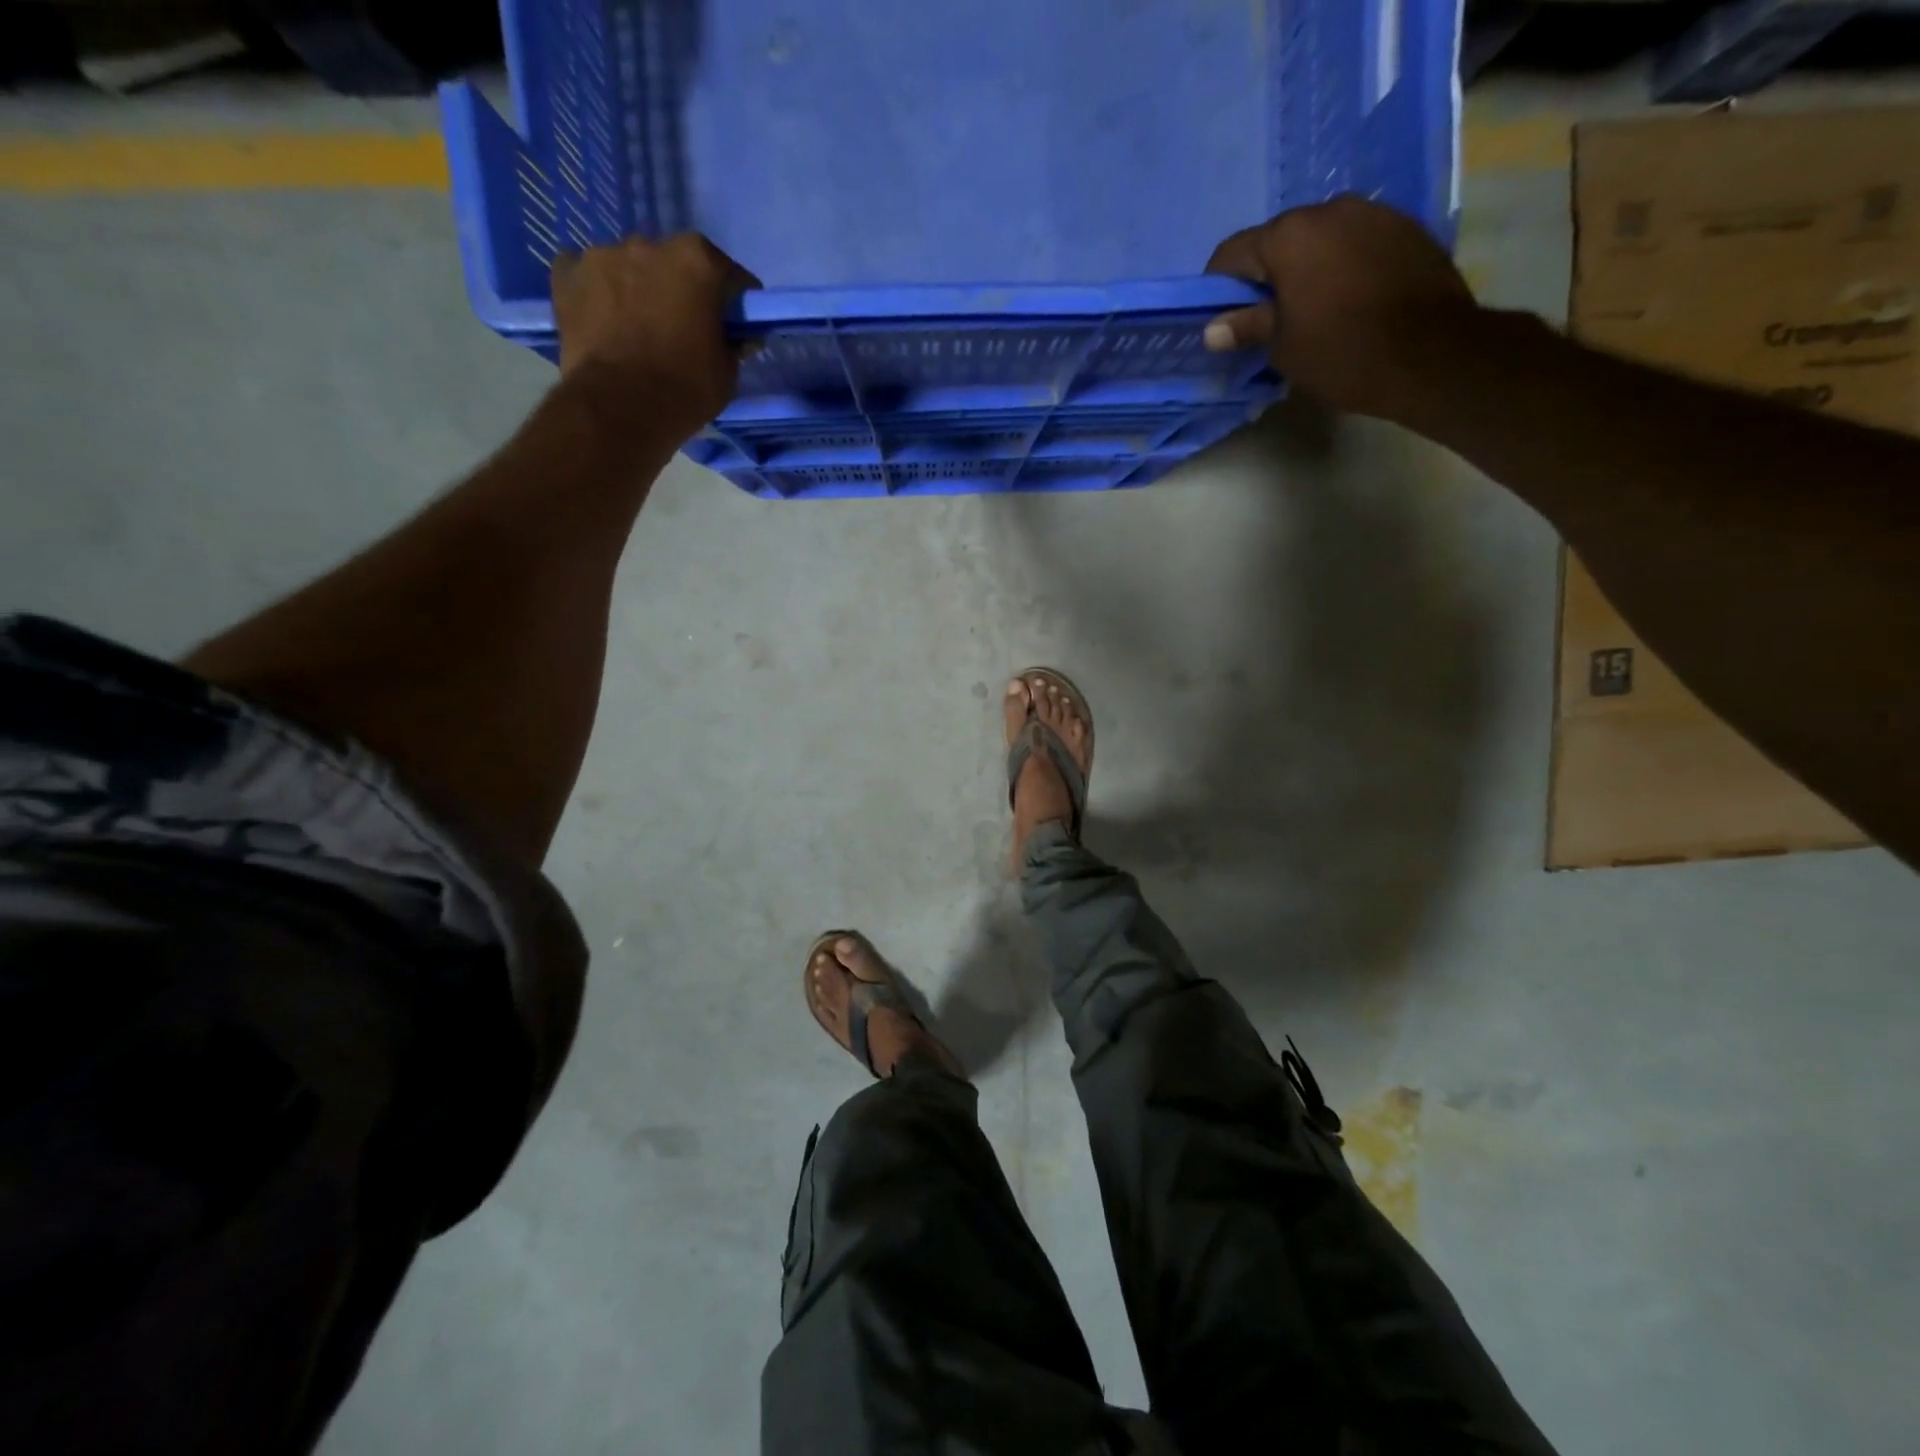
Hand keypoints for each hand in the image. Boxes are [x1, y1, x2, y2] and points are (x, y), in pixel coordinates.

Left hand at [552, 233, 760, 432]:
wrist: (617, 409)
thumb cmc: (684, 389)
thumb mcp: (727, 373)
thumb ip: (732, 343)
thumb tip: (736, 336)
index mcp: (697, 261)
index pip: (729, 275)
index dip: (735, 304)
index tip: (734, 327)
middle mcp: (649, 244)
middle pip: (675, 264)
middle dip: (683, 291)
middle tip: (684, 329)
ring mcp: (601, 255)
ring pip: (630, 268)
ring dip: (639, 290)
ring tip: (639, 329)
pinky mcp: (566, 275)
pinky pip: (588, 277)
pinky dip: (598, 294)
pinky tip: (604, 322)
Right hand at [1203, 196, 1477, 419]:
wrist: (1432, 354)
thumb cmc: (1342, 353)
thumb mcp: (1283, 347)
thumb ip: (1247, 327)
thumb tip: (1213, 329)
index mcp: (1290, 236)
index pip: (1234, 253)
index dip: (1218, 287)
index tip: (1219, 316)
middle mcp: (1330, 209)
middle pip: (1279, 240)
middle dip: (1265, 276)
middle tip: (1264, 319)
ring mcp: (1373, 213)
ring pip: (1320, 239)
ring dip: (1306, 269)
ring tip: (1309, 310)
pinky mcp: (1405, 227)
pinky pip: (1355, 243)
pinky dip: (1341, 266)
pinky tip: (1346, 301)